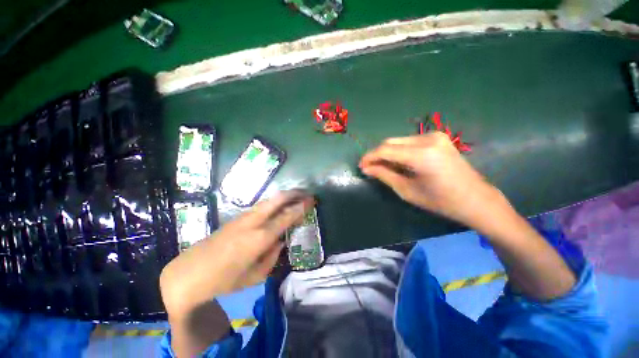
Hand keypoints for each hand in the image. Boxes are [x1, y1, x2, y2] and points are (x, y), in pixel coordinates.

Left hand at [160, 191, 313, 313]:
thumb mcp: (254, 276)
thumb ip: (272, 257)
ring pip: (268, 200)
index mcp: (260, 238)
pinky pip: (260, 206)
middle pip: (277, 200)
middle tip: (306, 193)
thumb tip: (280, 242)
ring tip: (295, 196)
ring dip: (283, 197)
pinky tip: (277, 206)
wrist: (188, 274)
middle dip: (293, 194)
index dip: (300, 207)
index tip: (311, 201)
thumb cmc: (224, 281)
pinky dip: (272, 203)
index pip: (286, 217)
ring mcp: (243, 218)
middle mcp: (253, 222)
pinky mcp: (235, 218)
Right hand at [359, 132, 503, 227]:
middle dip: (377, 155)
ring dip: (387, 153)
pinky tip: (398, 163)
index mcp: (422, 155)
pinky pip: (409, 142)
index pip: (385, 150)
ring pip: (399, 141)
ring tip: (383, 167)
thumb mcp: (407, 190)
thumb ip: (384, 175)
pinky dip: (399, 151)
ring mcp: (434, 136)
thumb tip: (366, 168)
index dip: (369, 157)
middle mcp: (428, 139)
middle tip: (370, 168)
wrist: (475, 199)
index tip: (361, 166)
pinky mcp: (438, 137)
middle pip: (390, 142)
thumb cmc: (440, 201)